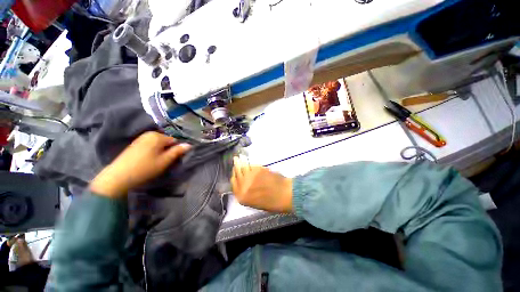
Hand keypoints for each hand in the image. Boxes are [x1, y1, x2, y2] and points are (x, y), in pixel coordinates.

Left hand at [90, 132, 190, 197]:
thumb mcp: (165, 161)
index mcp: (157, 136)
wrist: (118, 177)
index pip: (174, 141)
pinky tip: (147, 160)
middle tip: (163, 161)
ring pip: (158, 144)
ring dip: (159, 151)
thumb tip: (189, 145)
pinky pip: (149, 145)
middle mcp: (149, 134)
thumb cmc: (145, 168)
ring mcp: (140, 138)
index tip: (172, 159)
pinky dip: (152, 151)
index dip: (175, 150)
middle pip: (166, 141)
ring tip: (155, 162)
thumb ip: (177, 151)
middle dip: (167, 150)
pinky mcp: (134, 144)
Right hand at [231, 156, 292, 212]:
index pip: (233, 183)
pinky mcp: (257, 169)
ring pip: (242, 166)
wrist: (285, 194)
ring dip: (241, 162)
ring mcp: (250, 176)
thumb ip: (246, 192)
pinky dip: (251, 164)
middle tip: (236, 161)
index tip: (235, 172)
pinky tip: (251, 162)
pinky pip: (251, 165)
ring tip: (240, 158)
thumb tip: (242, 183)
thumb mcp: (255, 202)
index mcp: (242, 197)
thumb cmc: (272, 201)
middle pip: (236, 173)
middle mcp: (243, 186)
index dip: (234, 176)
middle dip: (236, 167)